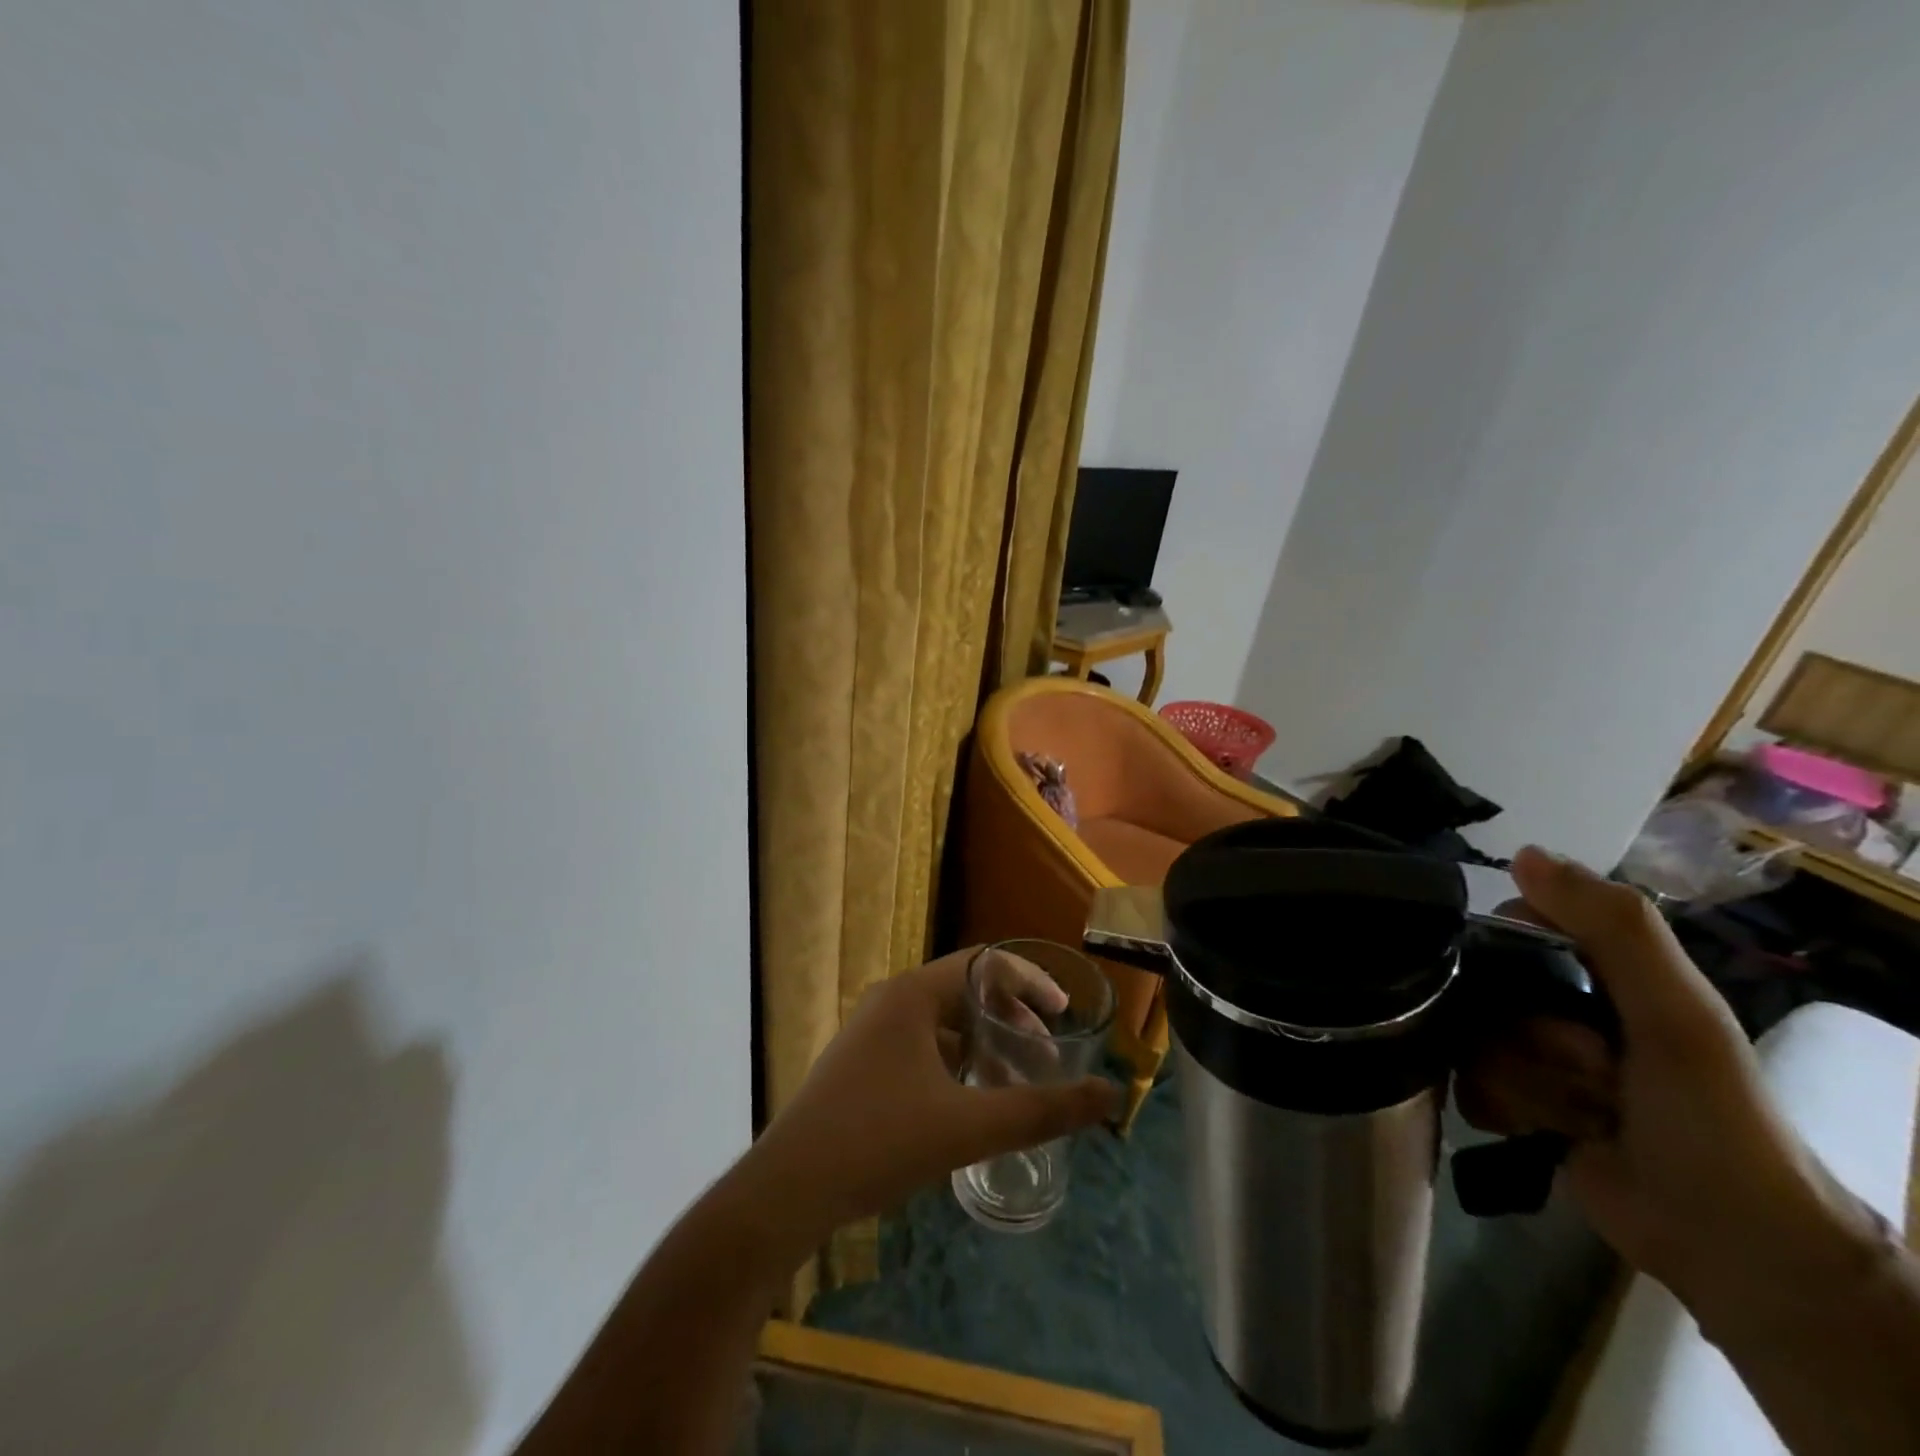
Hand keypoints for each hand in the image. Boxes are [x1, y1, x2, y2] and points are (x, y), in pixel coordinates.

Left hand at [739, 946, 1117, 1250]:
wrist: (788, 1189)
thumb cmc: (880, 1141)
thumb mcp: (969, 1126)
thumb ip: (1042, 1111)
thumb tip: (1110, 1098)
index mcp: (913, 994)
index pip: (985, 964)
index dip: (1030, 983)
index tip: (1064, 1013)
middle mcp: (891, 1001)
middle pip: (965, 990)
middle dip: (1011, 1017)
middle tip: (1046, 1053)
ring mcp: (870, 1032)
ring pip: (942, 1021)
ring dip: (984, 1042)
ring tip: (1016, 1078)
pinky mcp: (860, 1064)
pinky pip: (921, 1045)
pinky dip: (956, 1061)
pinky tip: (970, 1101)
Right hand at [1457, 847, 1867, 1313]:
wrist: (1729, 1245)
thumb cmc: (1711, 1117)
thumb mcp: (1676, 1013)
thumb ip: (1614, 927)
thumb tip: (1522, 852)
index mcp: (1601, 972)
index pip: (1512, 928)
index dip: (1514, 953)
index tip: (1552, 993)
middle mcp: (1562, 1006)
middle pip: (1483, 988)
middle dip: (1529, 1037)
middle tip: (1593, 1071)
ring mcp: (1537, 1057)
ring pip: (1473, 1040)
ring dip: (1526, 1082)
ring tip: (1582, 1115)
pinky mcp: (1518, 1103)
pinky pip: (1469, 1084)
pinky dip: (1506, 1109)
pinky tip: (1545, 1132)